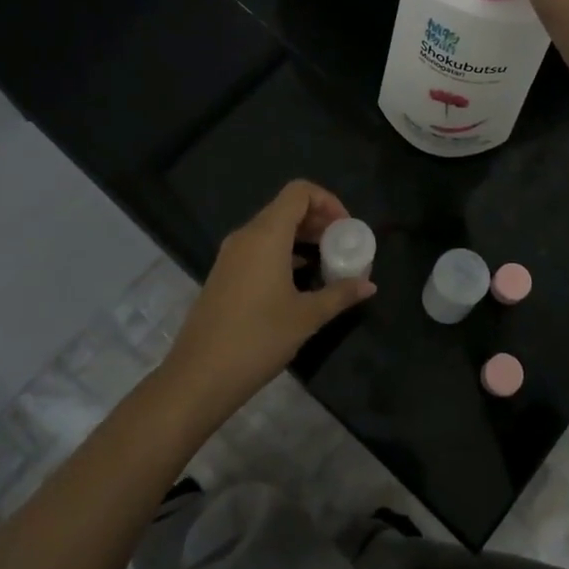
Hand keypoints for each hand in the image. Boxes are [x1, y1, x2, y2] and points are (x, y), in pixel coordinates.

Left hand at [161, 180, 375, 419]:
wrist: (199, 376)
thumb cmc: (258, 339)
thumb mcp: (306, 317)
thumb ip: (340, 294)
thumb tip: (369, 285)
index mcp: (266, 235)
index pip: (299, 192)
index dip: (328, 201)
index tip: (346, 228)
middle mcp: (246, 236)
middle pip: (286, 208)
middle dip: (318, 220)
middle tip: (342, 245)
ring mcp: (231, 255)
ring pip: (272, 229)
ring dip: (302, 238)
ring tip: (327, 262)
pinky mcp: (224, 274)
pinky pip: (259, 248)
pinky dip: (283, 253)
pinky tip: (301, 280)